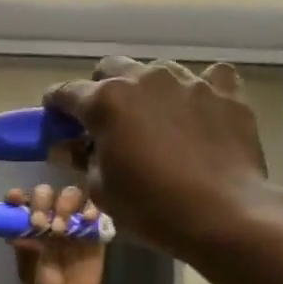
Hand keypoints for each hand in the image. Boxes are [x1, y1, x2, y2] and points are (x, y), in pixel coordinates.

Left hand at [8, 183, 103, 283]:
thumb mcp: (30, 274)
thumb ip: (27, 255)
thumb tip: (20, 237)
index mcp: (28, 225)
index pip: (20, 201)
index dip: (17, 196)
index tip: (15, 198)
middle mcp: (49, 216)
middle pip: (46, 192)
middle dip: (41, 202)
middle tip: (40, 224)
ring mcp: (72, 220)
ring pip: (70, 194)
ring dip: (64, 205)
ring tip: (61, 230)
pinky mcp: (94, 227)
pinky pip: (95, 209)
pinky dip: (91, 210)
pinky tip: (86, 221)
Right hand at [46, 59, 274, 259]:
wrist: (224, 214)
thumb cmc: (152, 208)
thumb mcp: (101, 191)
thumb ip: (83, 160)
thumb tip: (74, 148)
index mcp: (107, 102)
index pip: (67, 92)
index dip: (56, 105)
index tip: (56, 118)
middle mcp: (145, 79)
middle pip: (112, 69)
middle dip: (101, 90)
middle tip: (106, 120)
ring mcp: (189, 81)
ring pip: (157, 72)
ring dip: (147, 91)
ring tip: (155, 119)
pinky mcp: (226, 91)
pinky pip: (207, 78)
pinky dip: (196, 92)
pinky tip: (198, 112)